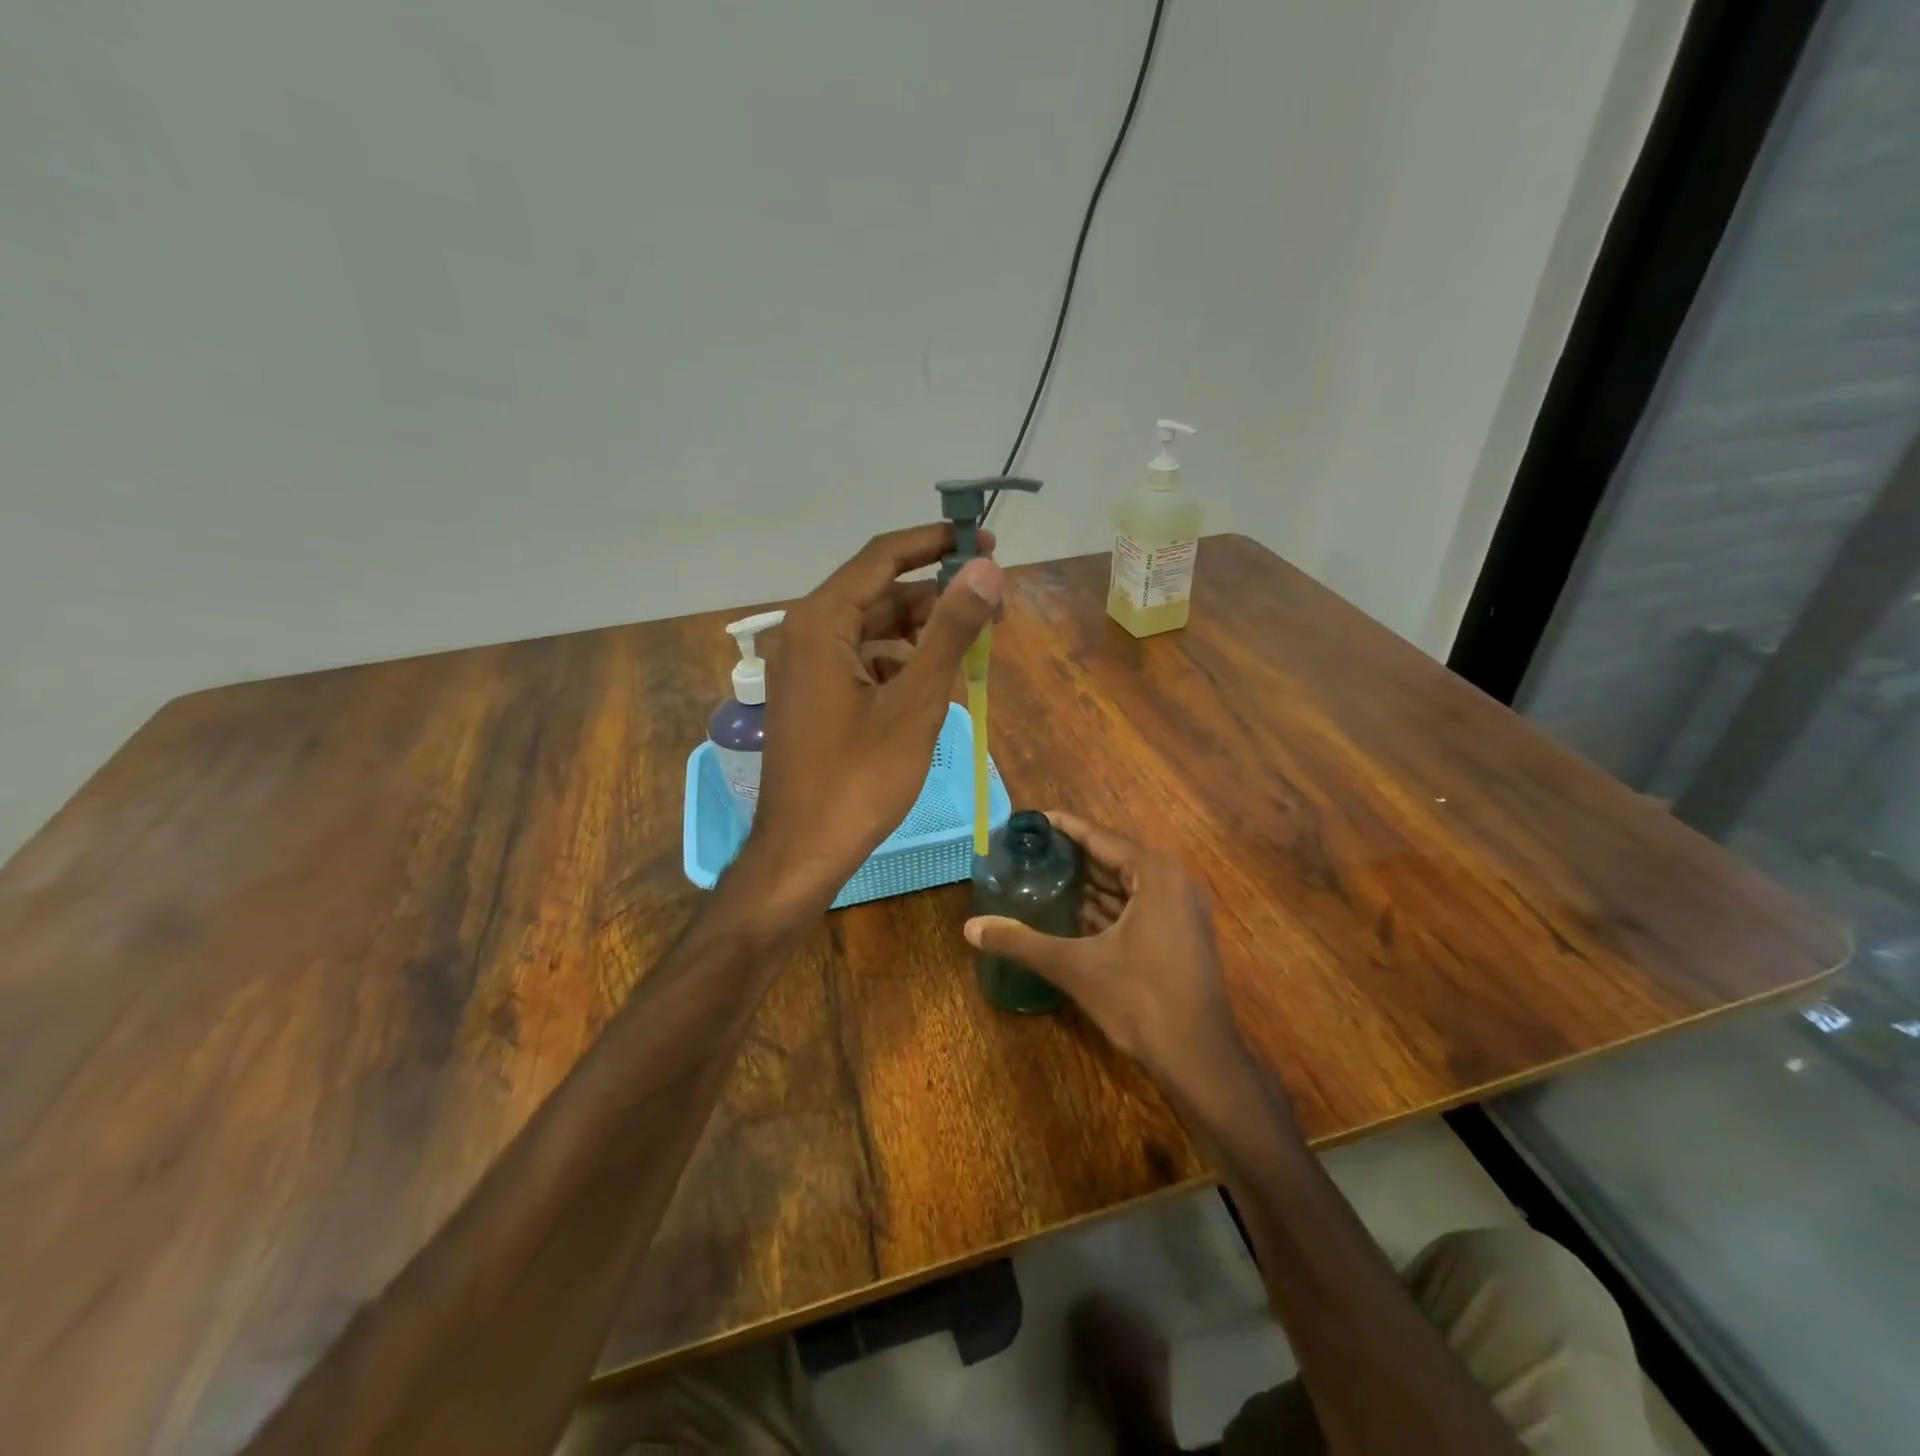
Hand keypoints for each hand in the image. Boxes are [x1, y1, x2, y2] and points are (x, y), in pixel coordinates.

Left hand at [748, 525, 1002, 913]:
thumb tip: (986, 570)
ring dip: (921, 635)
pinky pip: (862, 662)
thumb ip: (950, 630)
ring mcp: (805, 668)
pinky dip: (899, 664)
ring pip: (873, 632)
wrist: (803, 851)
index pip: (882, 557)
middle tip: (992, 611)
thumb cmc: (860, 778)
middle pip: (879, 594)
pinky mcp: (813, 697)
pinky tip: (932, 686)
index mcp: (820, 623)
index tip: (984, 541)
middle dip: (937, 598)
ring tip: (971, 650)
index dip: (935, 543)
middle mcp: (805, 634)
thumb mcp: (916, 701)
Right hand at [964, 813, 1255, 1097]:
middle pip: (1113, 857)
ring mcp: (1183, 908)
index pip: (1099, 837)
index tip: (1030, 820)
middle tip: (1029, 851)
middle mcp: (1174, 880)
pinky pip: (1139, 905)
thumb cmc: (1140, 1000)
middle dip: (1072, 856)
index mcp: (1155, 873)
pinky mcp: (1183, 933)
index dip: (1063, 827)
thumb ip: (1021, 942)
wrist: (1200, 1058)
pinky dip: (1108, 906)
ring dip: (1089, 883)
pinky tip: (1074, 913)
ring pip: (1126, 884)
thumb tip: (970, 928)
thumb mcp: (1075, 966)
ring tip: (1044, 876)